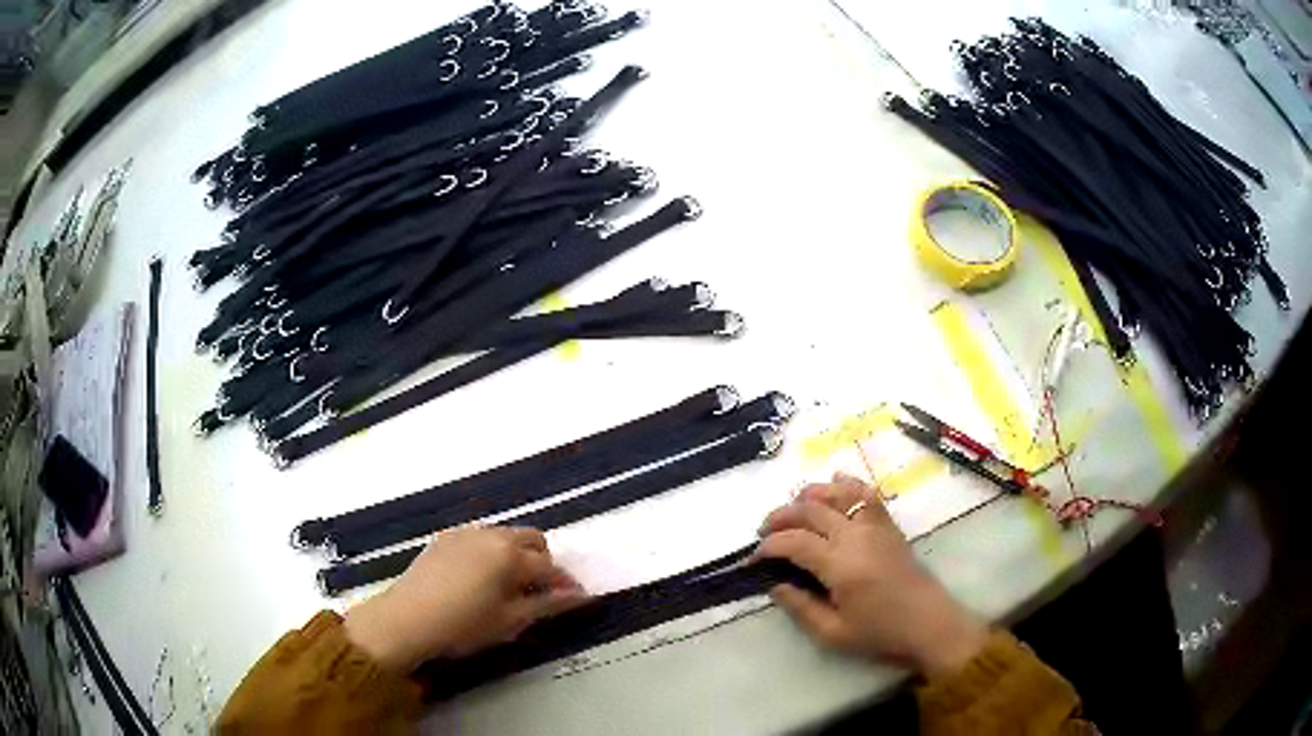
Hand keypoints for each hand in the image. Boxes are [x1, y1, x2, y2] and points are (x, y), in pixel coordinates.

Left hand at [343, 526, 587, 673]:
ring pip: (505, 536)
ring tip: (509, 586)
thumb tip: (580, 596)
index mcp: (511, 555)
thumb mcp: (510, 621)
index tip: (574, 600)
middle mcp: (491, 534)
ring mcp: (466, 532)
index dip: (566, 585)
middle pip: (532, 539)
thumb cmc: (463, 625)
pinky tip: (479, 578)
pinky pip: (480, 538)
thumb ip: (547, 605)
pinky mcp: (445, 537)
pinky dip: (491, 552)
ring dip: (517, 555)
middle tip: (539, 592)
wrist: (406, 619)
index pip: (551, 567)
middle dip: (543, 562)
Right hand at [757, 474, 989, 677]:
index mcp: (840, 566)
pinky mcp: (888, 525)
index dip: (768, 546)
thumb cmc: (880, 633)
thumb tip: (775, 586)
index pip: (794, 542)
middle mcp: (856, 537)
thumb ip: (800, 608)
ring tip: (792, 508)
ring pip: (836, 494)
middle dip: (780, 516)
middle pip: (810, 510)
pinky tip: (834, 482)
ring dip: (809, 495)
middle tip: (764, 532)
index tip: (754, 558)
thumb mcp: (833, 633)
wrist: (928, 622)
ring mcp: (875, 526)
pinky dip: (847, 484)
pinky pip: (866, 494)